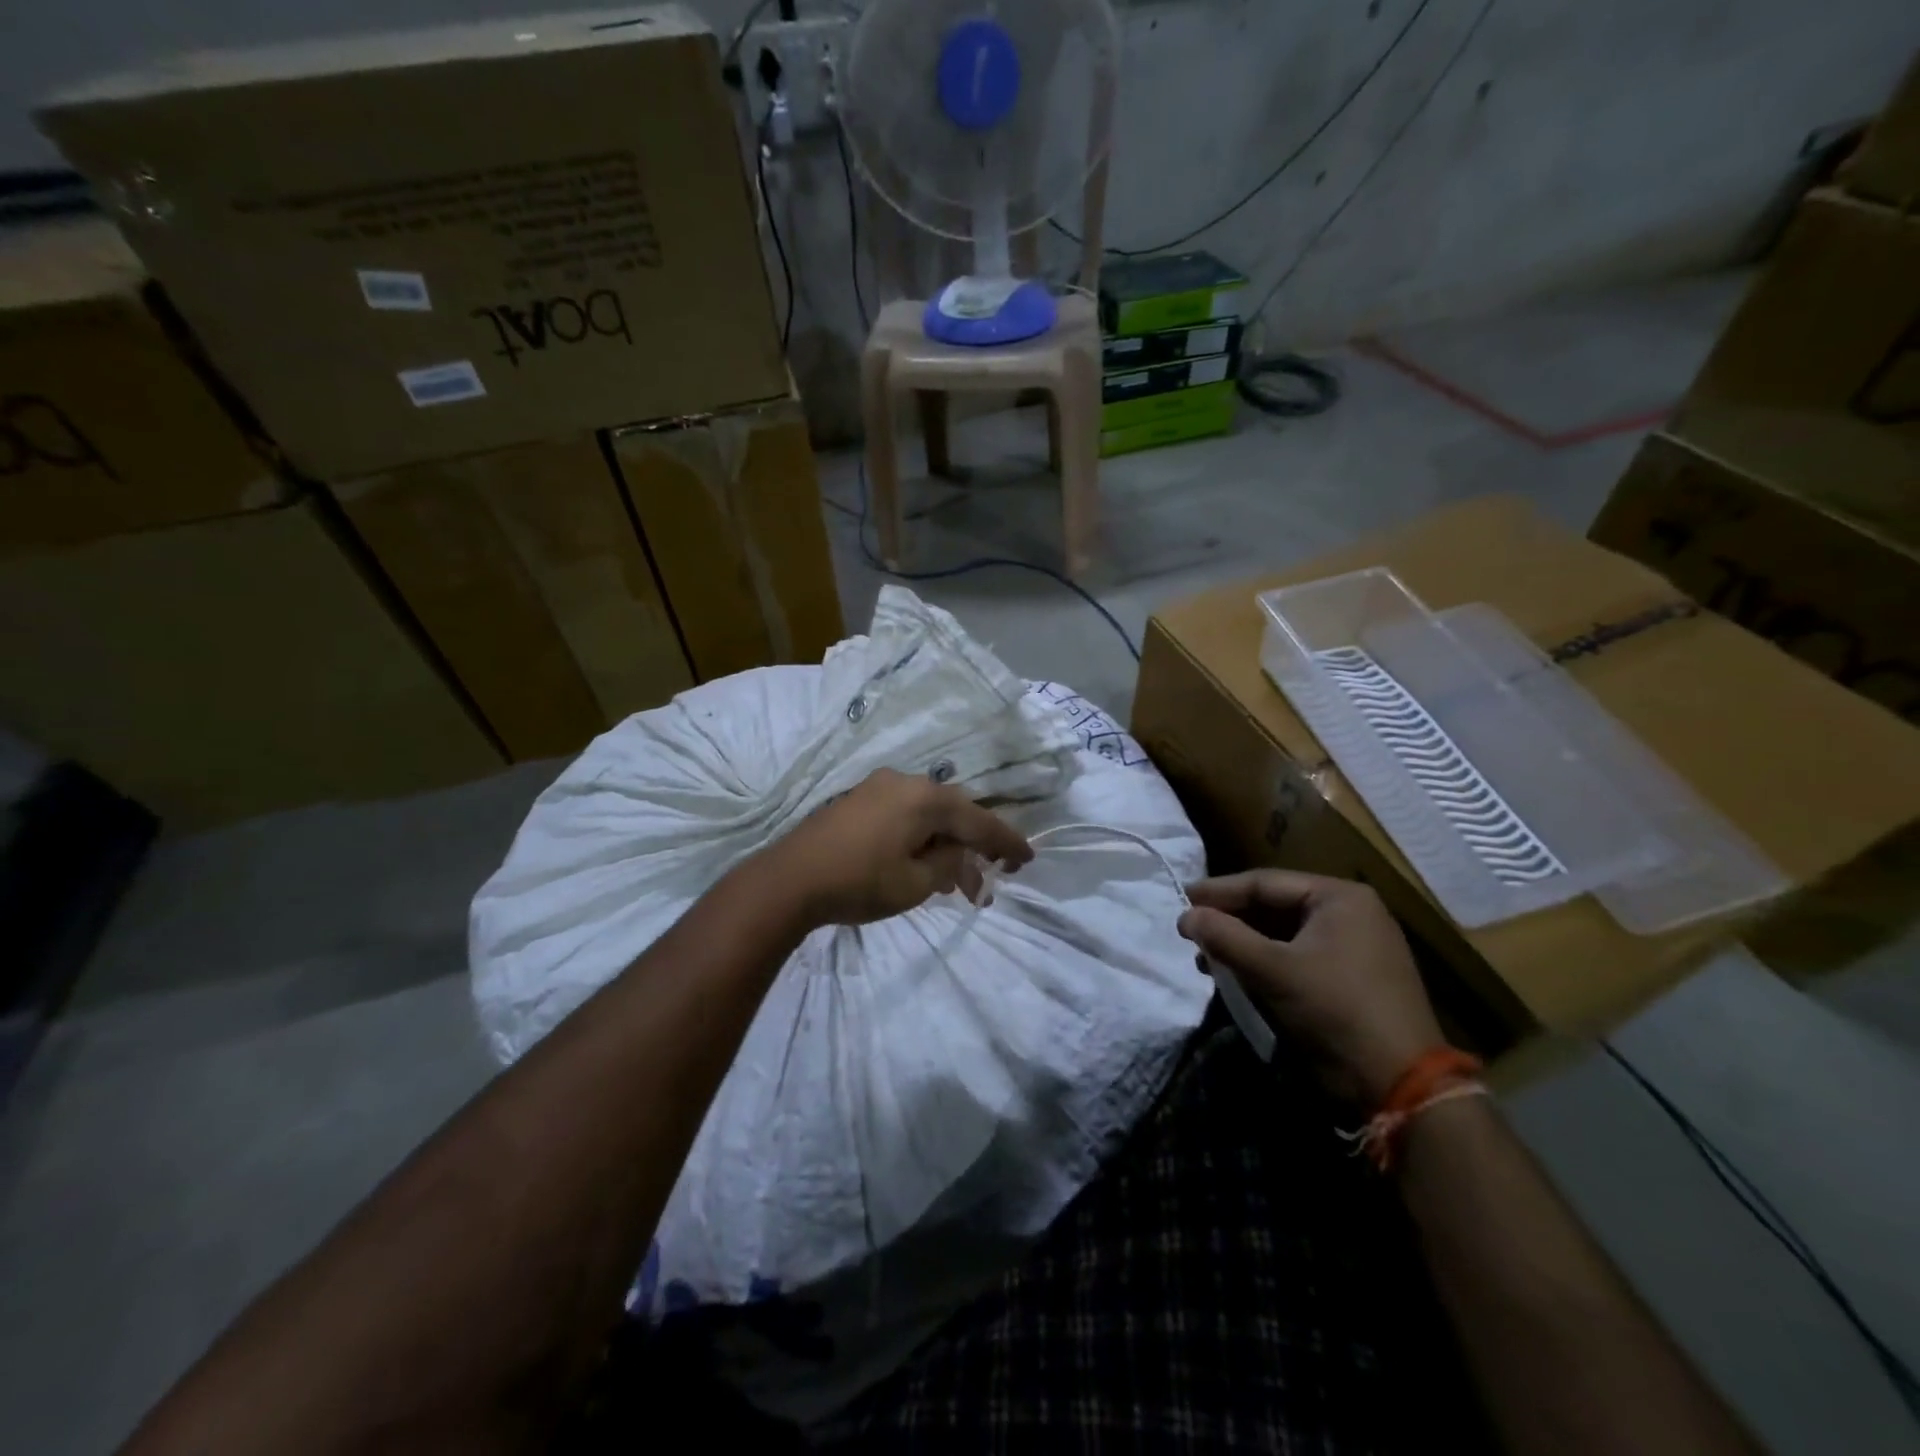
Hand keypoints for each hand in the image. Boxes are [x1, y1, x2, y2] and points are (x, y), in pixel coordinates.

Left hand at [756, 768, 1033, 927]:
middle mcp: (905, 782)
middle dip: (974, 848)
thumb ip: (949, 863)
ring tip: (955, 885)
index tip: (1027, 859)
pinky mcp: (858, 801)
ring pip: (928, 815)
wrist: (789, 879)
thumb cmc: (859, 882)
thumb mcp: (916, 883)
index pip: (979, 820)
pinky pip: (905, 815)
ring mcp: (878, 788)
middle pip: (954, 814)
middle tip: (990, 879)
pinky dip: (921, 838)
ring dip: (945, 846)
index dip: (1006, 842)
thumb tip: (959, 853)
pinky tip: (923, 865)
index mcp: (925, 798)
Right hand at [1178, 870, 1444, 1104]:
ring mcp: (1355, 947)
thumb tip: (1185, 916)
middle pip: (1274, 907)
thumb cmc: (1335, 1011)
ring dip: (1244, 945)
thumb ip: (1225, 937)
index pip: (1265, 883)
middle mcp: (1351, 913)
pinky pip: (1297, 958)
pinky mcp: (1351, 979)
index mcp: (1340, 897)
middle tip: (1192, 932)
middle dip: (1231, 921)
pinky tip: (1238, 978)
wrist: (1400, 1086)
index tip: (1181, 899)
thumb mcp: (1273, 970)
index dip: (1219, 891)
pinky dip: (1265, 964)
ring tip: (1208, 960)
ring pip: (1283, 935)